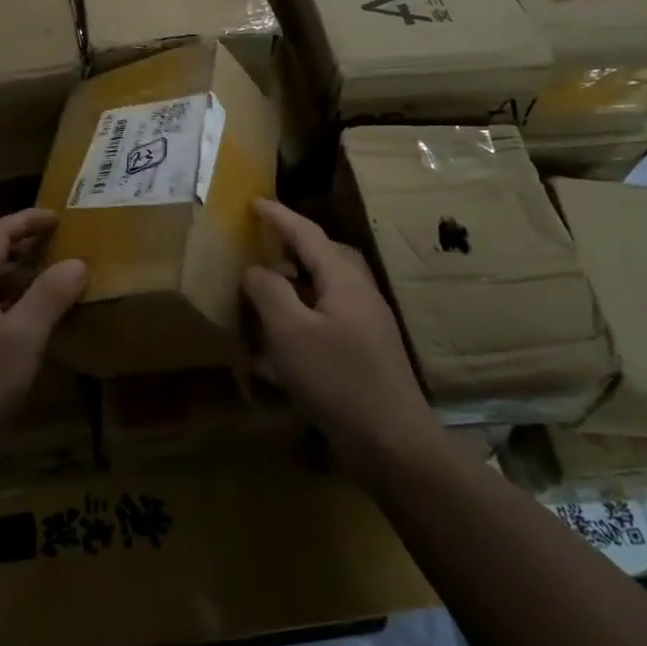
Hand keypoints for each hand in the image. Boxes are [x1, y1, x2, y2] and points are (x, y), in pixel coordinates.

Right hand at [241, 200, 434, 468]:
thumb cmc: (338, 380)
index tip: (253, 202)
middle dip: (293, 246)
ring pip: (326, 288)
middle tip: (264, 244)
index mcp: (343, 279)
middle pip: (324, 255)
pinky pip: (328, 318)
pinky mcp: (365, 352)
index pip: (307, 233)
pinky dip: (302, 318)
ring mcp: (366, 323)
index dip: (278, 216)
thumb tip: (256, 269)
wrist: (393, 443)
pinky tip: (280, 346)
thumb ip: (269, 292)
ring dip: (296, 284)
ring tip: (266, 292)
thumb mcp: (290, 332)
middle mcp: (359, 293)